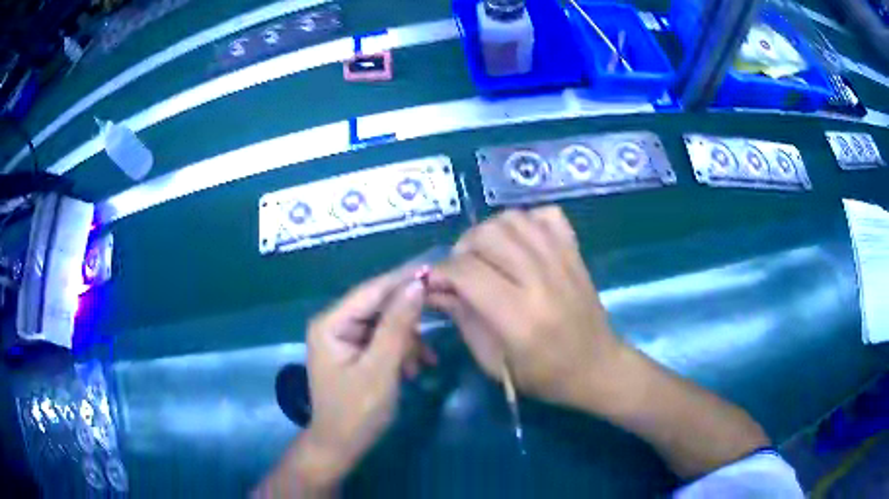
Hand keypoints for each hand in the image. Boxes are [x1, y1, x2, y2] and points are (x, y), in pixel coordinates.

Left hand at [259, 269, 433, 495]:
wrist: (341, 445)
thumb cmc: (357, 412)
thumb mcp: (381, 369)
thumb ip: (397, 326)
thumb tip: (416, 285)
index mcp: (331, 323)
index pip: (372, 290)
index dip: (403, 278)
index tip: (435, 267)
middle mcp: (334, 323)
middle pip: (379, 305)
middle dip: (409, 317)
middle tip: (441, 313)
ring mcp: (344, 337)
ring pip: (385, 323)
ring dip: (407, 340)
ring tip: (424, 362)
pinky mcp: (355, 350)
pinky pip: (383, 339)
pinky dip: (401, 351)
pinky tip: (415, 368)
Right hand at [427, 207, 632, 412]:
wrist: (597, 366)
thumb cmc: (543, 375)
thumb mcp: (493, 361)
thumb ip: (462, 318)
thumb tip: (433, 288)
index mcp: (519, 316)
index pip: (466, 272)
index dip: (440, 273)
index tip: (434, 283)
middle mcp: (541, 280)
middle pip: (487, 235)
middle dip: (462, 249)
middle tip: (461, 271)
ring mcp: (562, 260)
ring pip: (512, 218)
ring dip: (489, 232)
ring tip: (487, 255)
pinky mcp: (575, 252)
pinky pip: (545, 215)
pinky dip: (526, 222)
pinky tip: (520, 244)